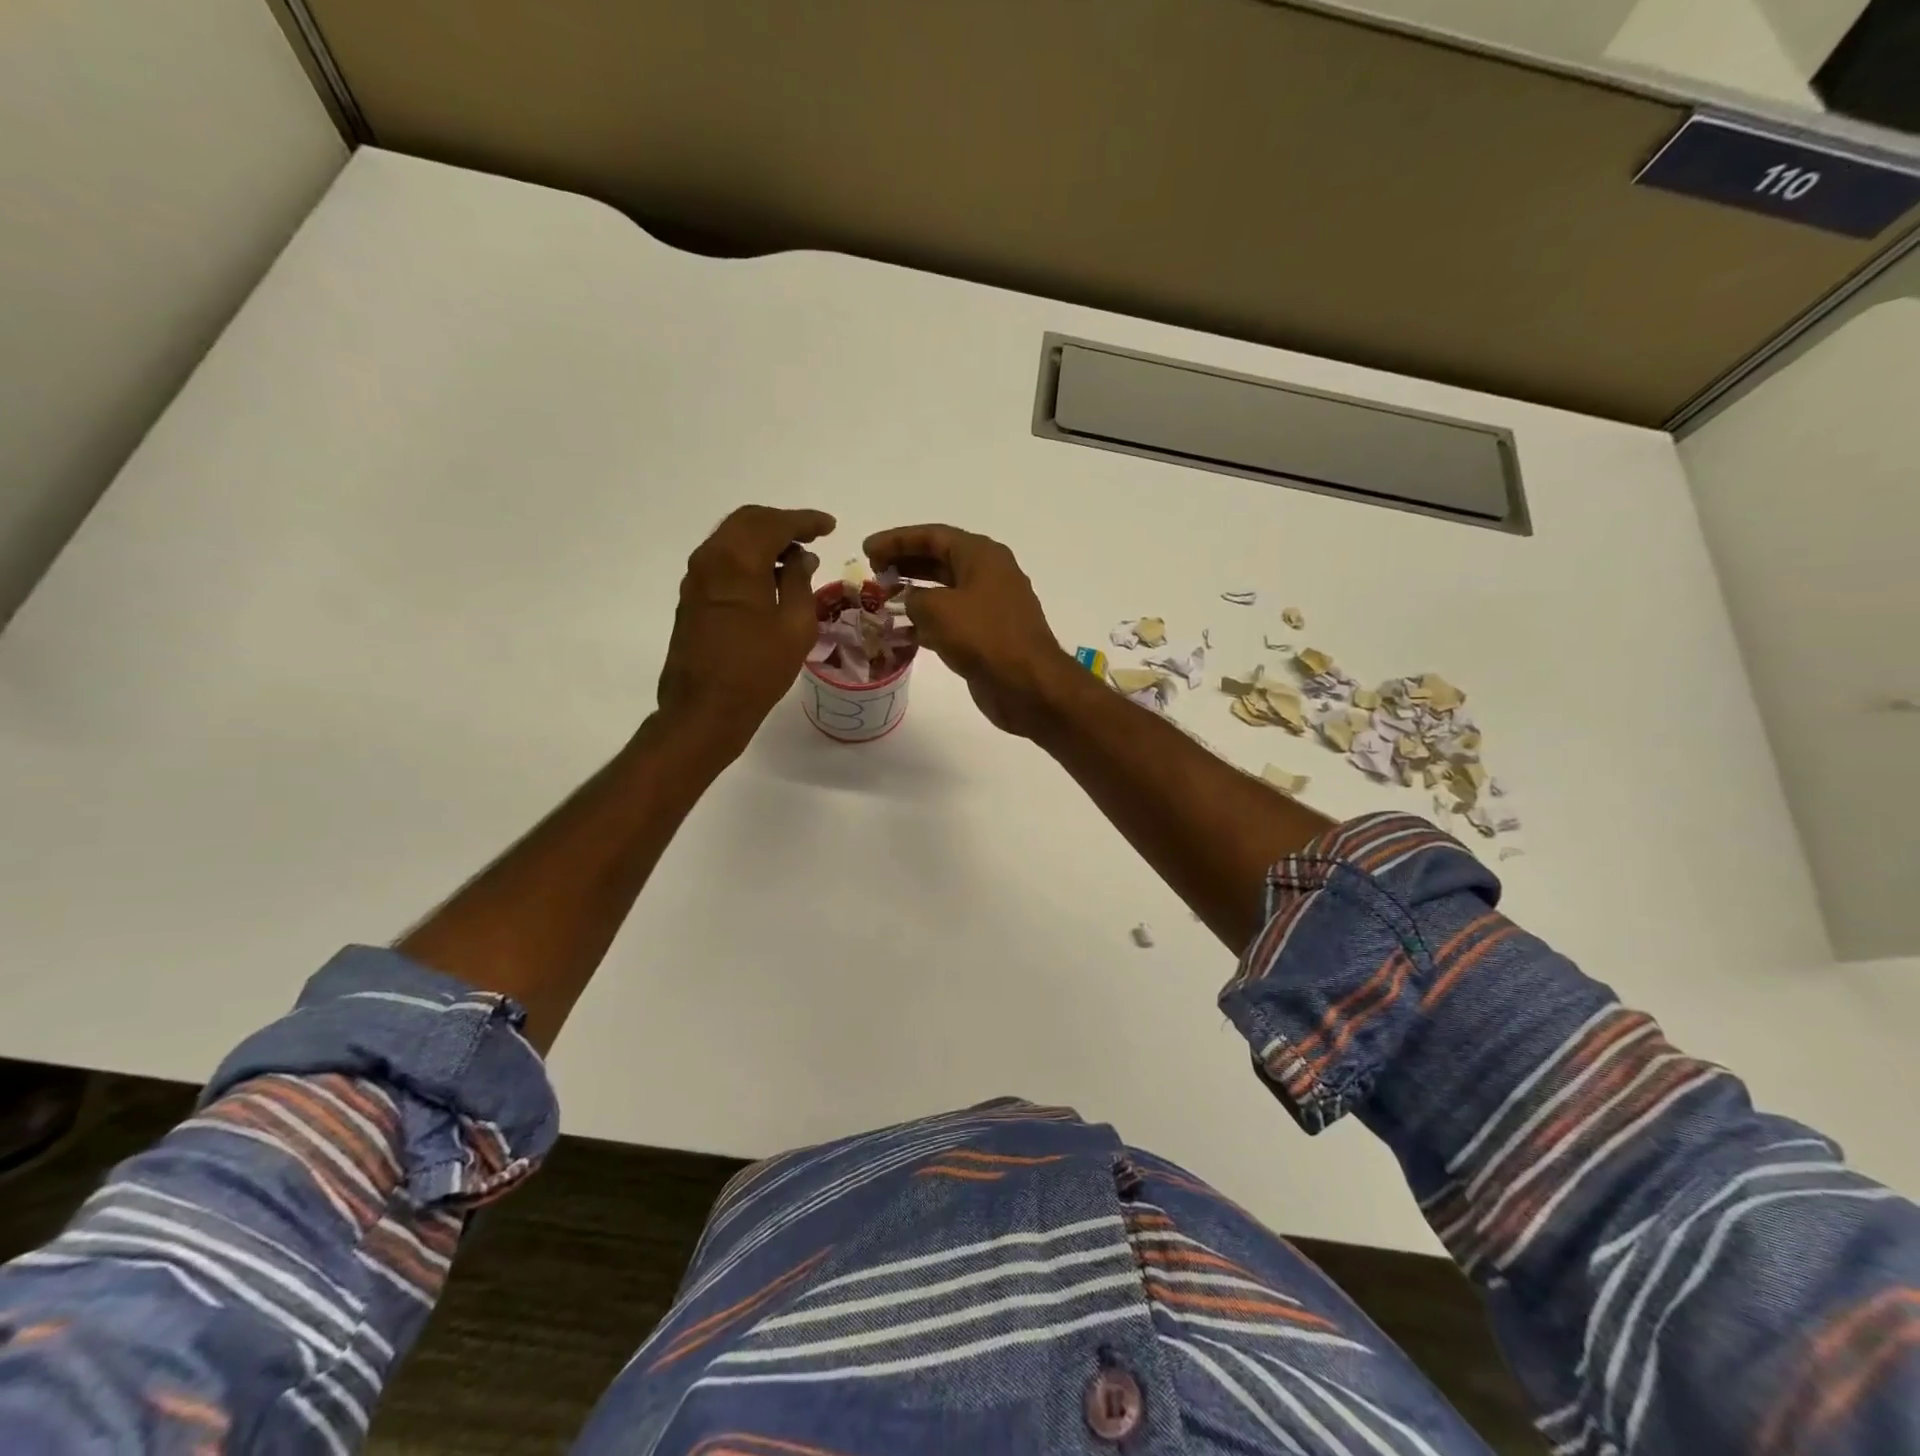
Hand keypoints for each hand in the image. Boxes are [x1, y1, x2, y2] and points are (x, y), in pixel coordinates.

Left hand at [659, 505, 834, 746]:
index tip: (829, 527)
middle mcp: (711, 559)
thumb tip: (801, 558)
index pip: (774, 523)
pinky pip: (721, 559)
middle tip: (812, 537)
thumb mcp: (794, 627)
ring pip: (731, 538)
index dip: (805, 521)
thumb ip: (799, 582)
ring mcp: (696, 578)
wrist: (704, 709)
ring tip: (794, 558)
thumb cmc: (757, 670)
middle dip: (782, 524)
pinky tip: (768, 578)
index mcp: (738, 561)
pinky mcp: (691, 597)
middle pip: (748, 521)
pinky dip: (747, 557)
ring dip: (763, 539)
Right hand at [864, 523, 1075, 736]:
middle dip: (904, 563)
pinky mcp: (987, 635)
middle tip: (873, 572)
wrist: (1027, 684)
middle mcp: (989, 574)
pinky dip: (927, 622)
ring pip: (945, 591)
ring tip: (882, 599)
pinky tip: (902, 632)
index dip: (897, 540)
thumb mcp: (938, 609)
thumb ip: (913, 598)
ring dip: (913, 594)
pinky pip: (951, 619)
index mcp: (981, 555)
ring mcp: (990, 606)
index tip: (867, 549)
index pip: (932, 536)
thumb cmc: (983, 637)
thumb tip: (910, 602)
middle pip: (939, 560)